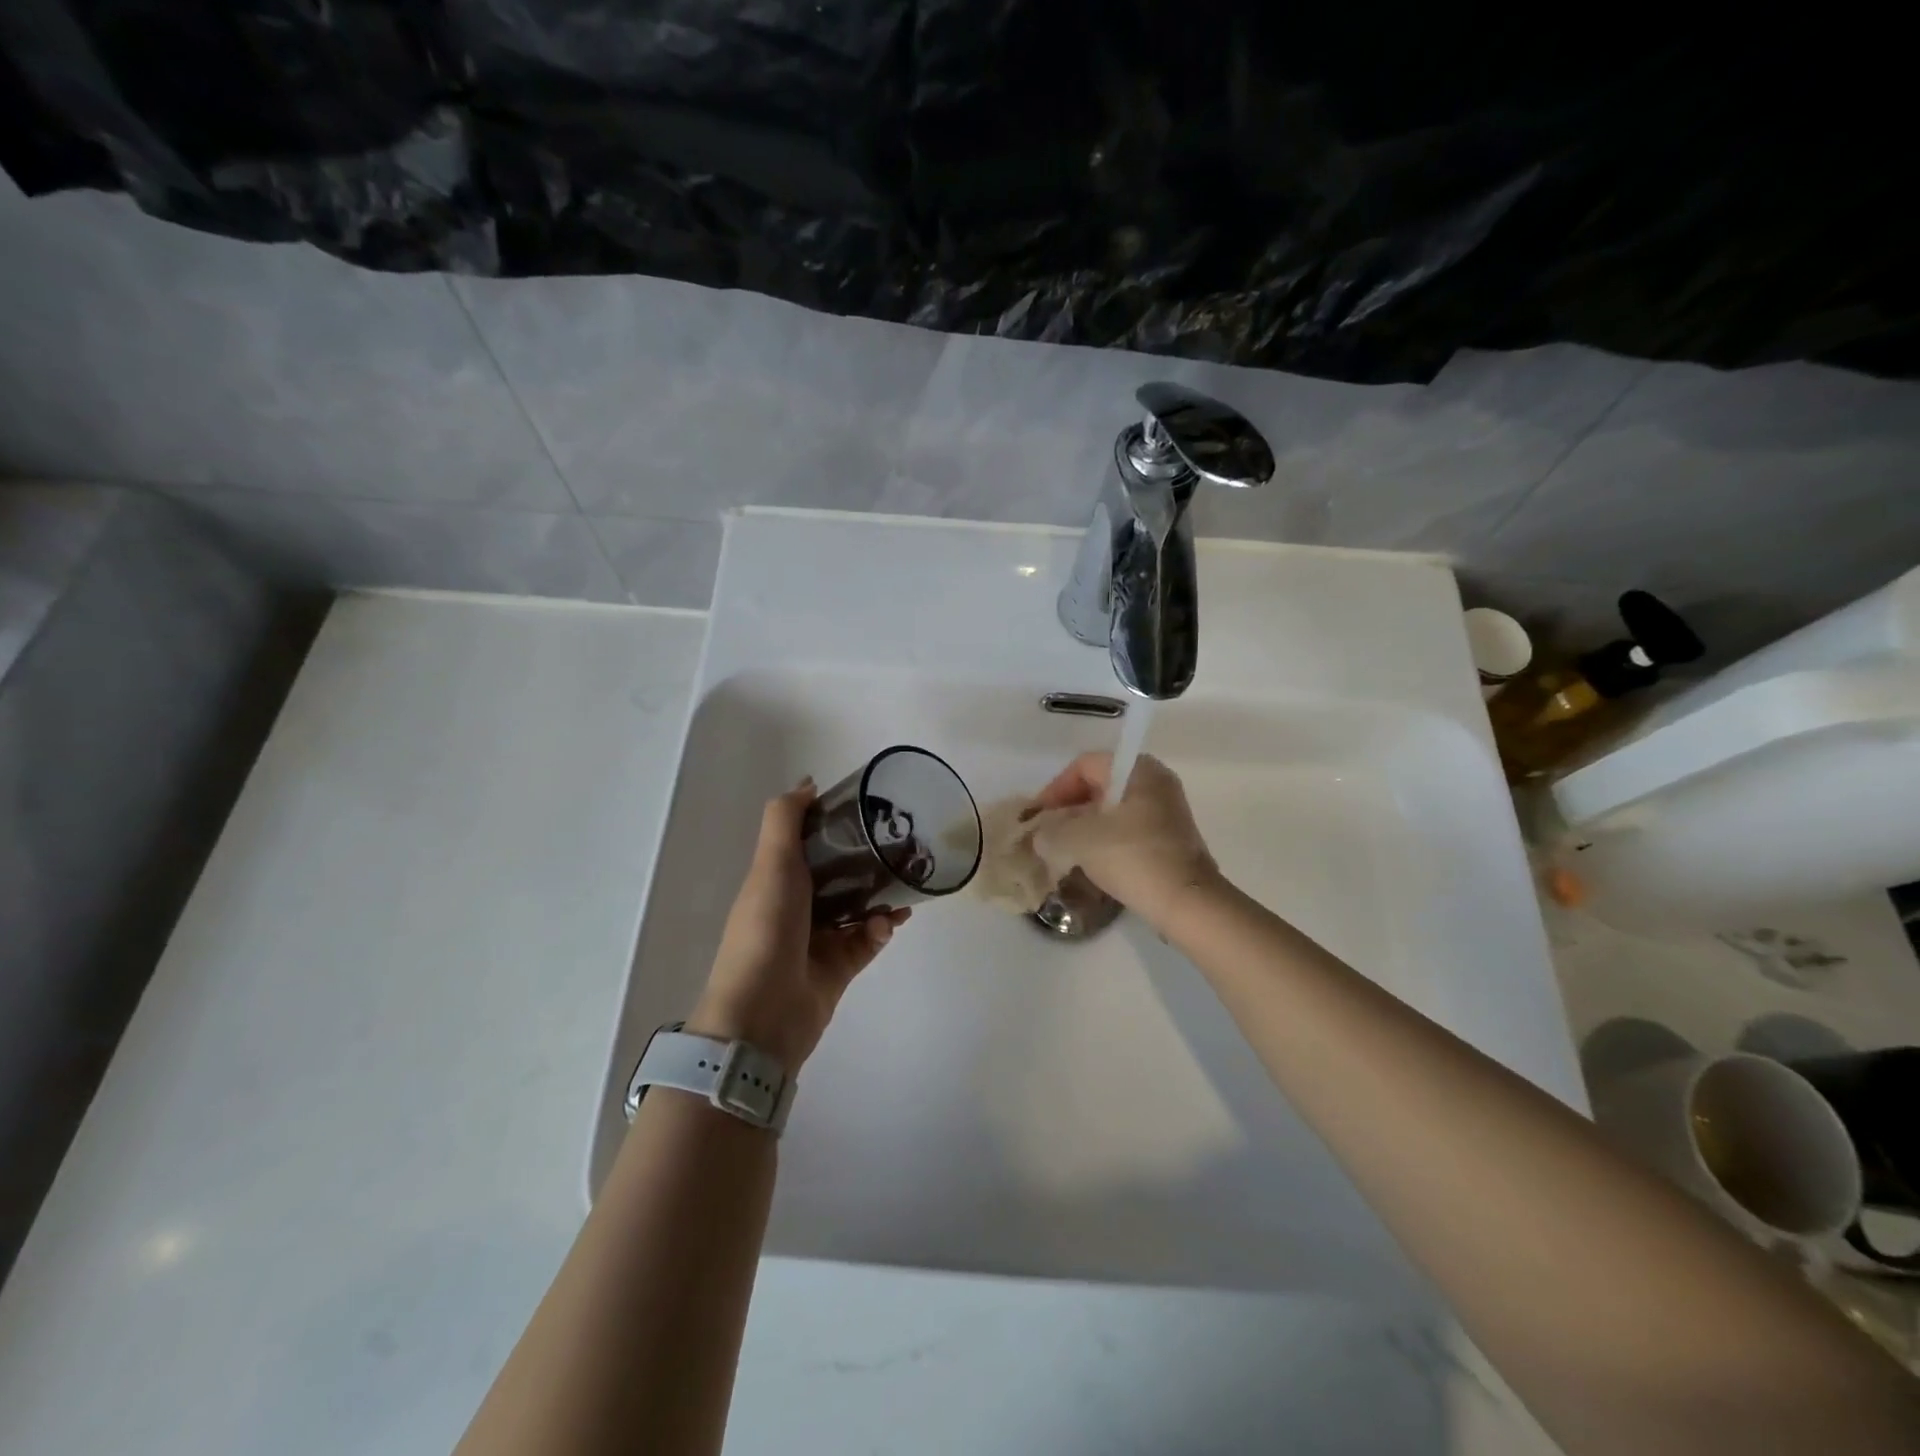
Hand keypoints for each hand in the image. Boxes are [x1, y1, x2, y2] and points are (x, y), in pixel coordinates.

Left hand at [692, 778, 908, 1071]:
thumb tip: (808, 783)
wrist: (762, 1014)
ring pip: (859, 908)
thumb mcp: (771, 864)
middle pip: (839, 876)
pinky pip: (868, 941)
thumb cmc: (766, 930)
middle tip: (903, 847)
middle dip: (869, 862)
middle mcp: (797, 907)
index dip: (836, 826)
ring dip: (882, 896)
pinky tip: (889, 922)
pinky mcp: (839, 968)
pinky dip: (880, 930)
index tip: (869, 811)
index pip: (810, 845)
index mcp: (778, 880)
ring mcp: (819, 940)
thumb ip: (786, 819)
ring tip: (907, 884)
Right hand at [1030, 752, 1223, 931]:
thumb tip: (1042, 836)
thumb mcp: (1078, 841)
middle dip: (1069, 809)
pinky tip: (1092, 862)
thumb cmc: (1132, 858)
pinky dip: (1107, 840)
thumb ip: (1051, 832)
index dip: (1055, 788)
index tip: (1039, 817)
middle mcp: (1157, 782)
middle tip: (1048, 833)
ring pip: (1114, 810)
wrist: (1186, 902)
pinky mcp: (1172, 839)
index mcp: (1138, 770)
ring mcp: (1168, 811)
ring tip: (1065, 850)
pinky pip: (1129, 829)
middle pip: (1100, 786)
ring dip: (1086, 826)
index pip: (1085, 765)